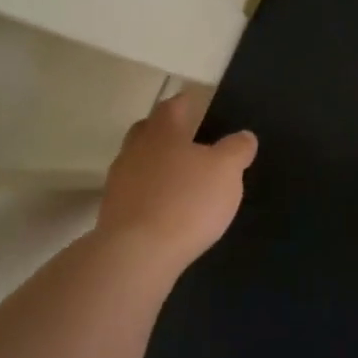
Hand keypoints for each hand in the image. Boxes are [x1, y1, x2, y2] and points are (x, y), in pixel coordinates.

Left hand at [95, 89, 256, 275]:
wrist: (136, 254)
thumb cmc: (186, 201)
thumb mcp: (226, 171)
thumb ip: (236, 149)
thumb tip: (244, 135)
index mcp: (163, 130)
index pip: (174, 105)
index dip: (189, 102)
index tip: (201, 105)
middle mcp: (135, 148)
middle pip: (149, 130)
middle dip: (168, 132)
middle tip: (191, 141)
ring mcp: (119, 180)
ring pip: (140, 161)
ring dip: (157, 165)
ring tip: (182, 180)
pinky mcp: (113, 211)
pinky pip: (136, 192)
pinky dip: (150, 194)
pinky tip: (167, 209)